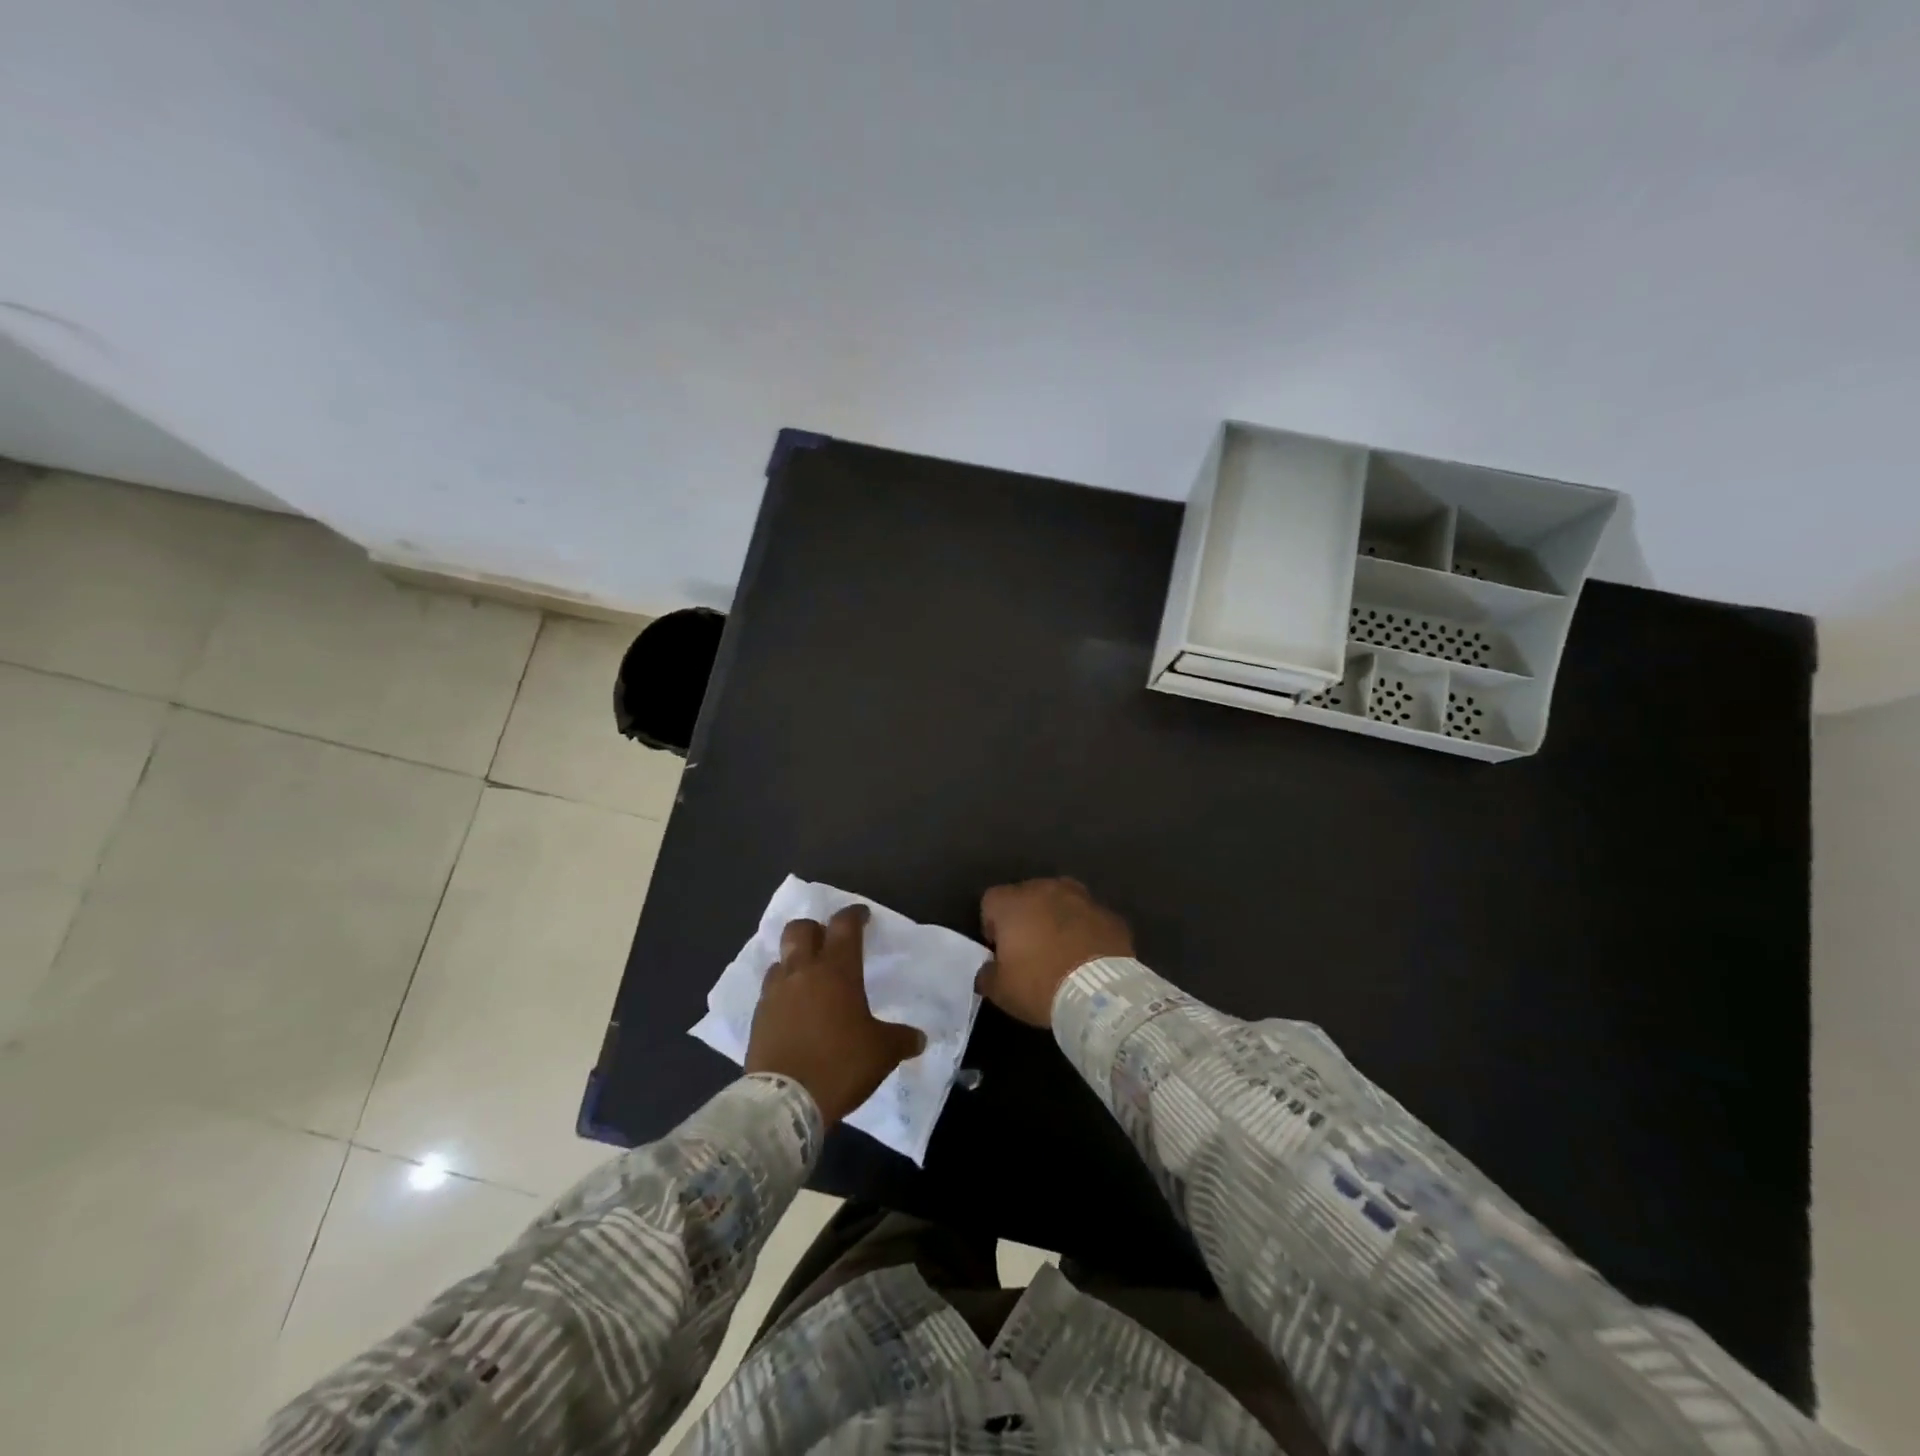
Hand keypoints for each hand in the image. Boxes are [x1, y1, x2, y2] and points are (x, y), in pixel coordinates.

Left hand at [744, 905, 926, 1125]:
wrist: (784, 1102)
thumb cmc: (840, 1065)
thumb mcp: (882, 1053)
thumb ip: (902, 1039)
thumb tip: (920, 1038)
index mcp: (837, 971)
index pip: (844, 926)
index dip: (854, 915)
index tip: (862, 916)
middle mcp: (803, 972)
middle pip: (800, 929)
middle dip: (815, 928)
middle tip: (828, 942)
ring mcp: (775, 993)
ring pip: (781, 958)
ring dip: (794, 960)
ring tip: (808, 978)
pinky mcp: (757, 1017)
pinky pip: (770, 990)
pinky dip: (782, 991)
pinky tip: (792, 1009)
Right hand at [977, 878, 1133, 1026]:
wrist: (1100, 994)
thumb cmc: (1040, 985)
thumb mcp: (1000, 990)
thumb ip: (987, 974)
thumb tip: (988, 970)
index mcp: (1013, 902)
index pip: (991, 902)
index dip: (992, 926)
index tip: (1000, 951)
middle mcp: (1046, 889)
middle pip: (1027, 896)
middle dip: (1026, 918)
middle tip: (1031, 951)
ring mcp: (1082, 898)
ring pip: (1061, 902)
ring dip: (1057, 919)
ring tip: (1062, 951)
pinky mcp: (1110, 914)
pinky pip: (1089, 918)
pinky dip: (1086, 931)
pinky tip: (1088, 956)